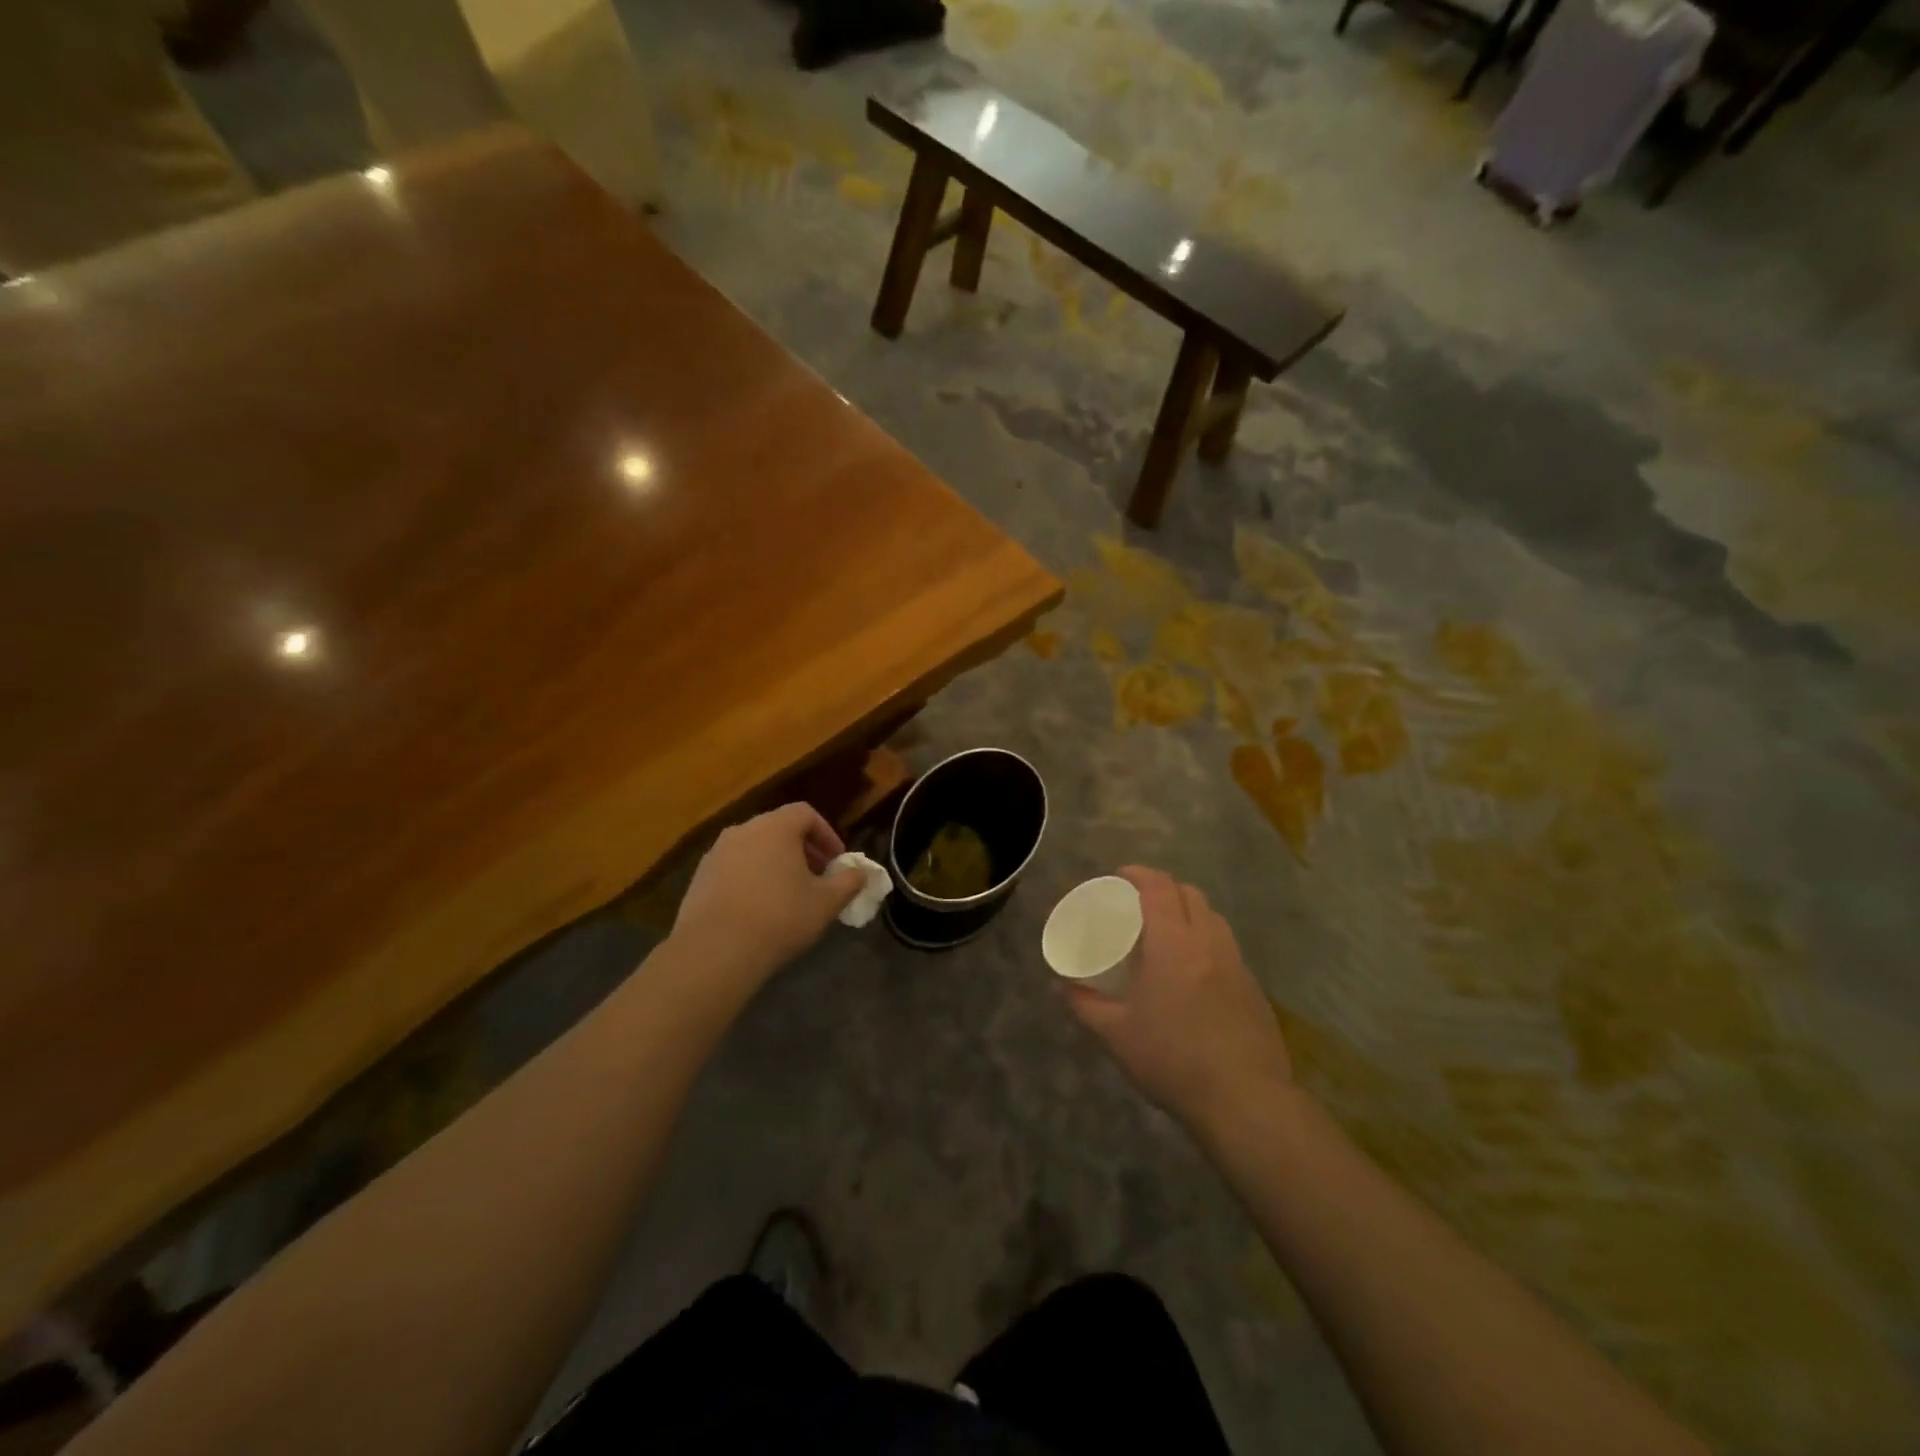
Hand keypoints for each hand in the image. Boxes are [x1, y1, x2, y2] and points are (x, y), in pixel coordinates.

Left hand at [671, 803, 865, 983]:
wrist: (715, 951)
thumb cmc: (780, 918)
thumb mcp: (826, 903)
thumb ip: (849, 882)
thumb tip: (861, 872)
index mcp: (775, 827)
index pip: (805, 814)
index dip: (826, 834)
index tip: (837, 861)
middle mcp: (743, 830)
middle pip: (778, 829)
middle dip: (802, 850)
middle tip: (817, 878)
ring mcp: (716, 853)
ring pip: (754, 848)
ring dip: (775, 864)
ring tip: (788, 895)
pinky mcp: (699, 878)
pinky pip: (733, 868)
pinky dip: (751, 878)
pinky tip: (758, 910)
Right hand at [1063, 866, 1292, 1131]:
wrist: (1244, 1100)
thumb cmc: (1172, 1059)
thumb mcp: (1116, 1034)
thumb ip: (1084, 1005)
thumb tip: (1058, 986)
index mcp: (1173, 943)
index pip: (1158, 888)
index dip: (1138, 874)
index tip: (1119, 877)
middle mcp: (1208, 942)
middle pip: (1189, 893)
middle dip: (1163, 888)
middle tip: (1139, 904)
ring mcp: (1236, 963)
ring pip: (1212, 916)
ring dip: (1188, 911)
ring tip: (1167, 932)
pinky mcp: (1253, 986)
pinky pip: (1226, 945)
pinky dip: (1206, 939)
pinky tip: (1193, 970)